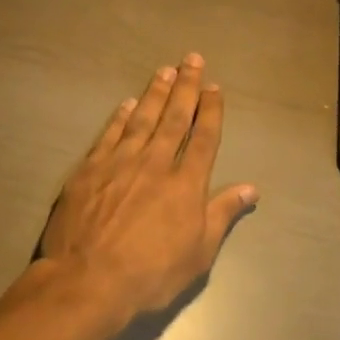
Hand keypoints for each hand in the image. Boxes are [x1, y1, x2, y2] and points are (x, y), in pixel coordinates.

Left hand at [39, 54, 257, 322]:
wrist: (88, 280)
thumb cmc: (150, 274)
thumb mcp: (198, 253)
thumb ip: (222, 214)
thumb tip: (251, 188)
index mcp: (186, 184)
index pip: (204, 138)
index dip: (211, 111)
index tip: (214, 88)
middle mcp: (155, 163)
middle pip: (175, 118)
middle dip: (186, 87)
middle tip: (192, 60)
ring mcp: (120, 162)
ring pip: (143, 119)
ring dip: (156, 93)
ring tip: (165, 70)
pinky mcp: (90, 169)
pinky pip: (110, 134)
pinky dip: (120, 116)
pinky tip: (127, 103)